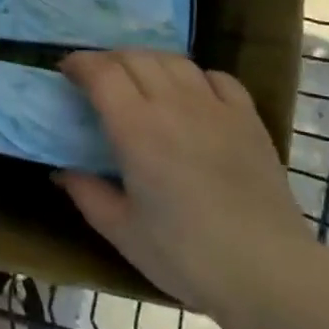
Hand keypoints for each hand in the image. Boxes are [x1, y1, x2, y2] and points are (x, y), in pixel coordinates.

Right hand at [56, 50, 312, 311]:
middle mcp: (172, 103)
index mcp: (135, 127)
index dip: (79, 63)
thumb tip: (62, 173)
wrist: (267, 270)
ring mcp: (214, 106)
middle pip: (134, 57)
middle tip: (98, 79)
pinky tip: (191, 94)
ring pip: (173, 60)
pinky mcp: (247, 117)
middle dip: (109, 60)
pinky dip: (195, 76)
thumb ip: (87, 194)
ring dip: (148, 61)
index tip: (66, 71)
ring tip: (141, 80)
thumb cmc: (185, 255)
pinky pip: (216, 77)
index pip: (101, 72)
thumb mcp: (122, 232)